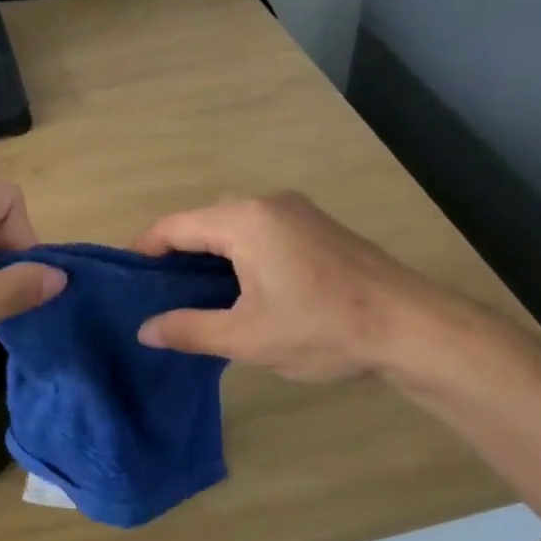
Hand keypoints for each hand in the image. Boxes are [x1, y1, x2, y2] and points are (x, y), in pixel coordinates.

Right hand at [132, 192, 473, 382]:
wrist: (413, 327)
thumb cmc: (322, 328)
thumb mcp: (248, 338)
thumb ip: (190, 329)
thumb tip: (145, 330)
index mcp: (243, 221)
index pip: (174, 227)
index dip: (145, 249)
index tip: (127, 277)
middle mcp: (266, 203)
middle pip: (203, 221)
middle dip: (177, 254)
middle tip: (160, 293)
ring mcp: (297, 211)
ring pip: (234, 225)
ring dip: (210, 254)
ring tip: (196, 295)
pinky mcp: (318, 226)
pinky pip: (261, 230)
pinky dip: (240, 252)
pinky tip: (243, 287)